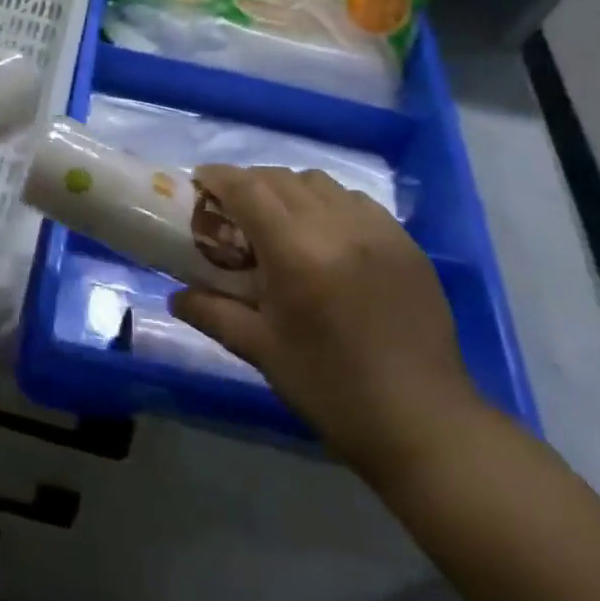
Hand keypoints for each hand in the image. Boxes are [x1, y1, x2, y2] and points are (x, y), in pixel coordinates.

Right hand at [171, 165, 485, 487]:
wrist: (423, 423)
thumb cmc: (330, 388)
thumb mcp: (262, 350)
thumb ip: (213, 312)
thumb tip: (176, 296)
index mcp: (296, 252)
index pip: (247, 188)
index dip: (218, 177)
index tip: (199, 182)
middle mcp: (337, 226)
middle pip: (281, 178)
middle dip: (250, 184)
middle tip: (234, 211)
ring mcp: (377, 230)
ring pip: (320, 182)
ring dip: (290, 191)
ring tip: (281, 223)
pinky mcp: (406, 242)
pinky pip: (357, 201)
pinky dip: (330, 204)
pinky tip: (327, 237)